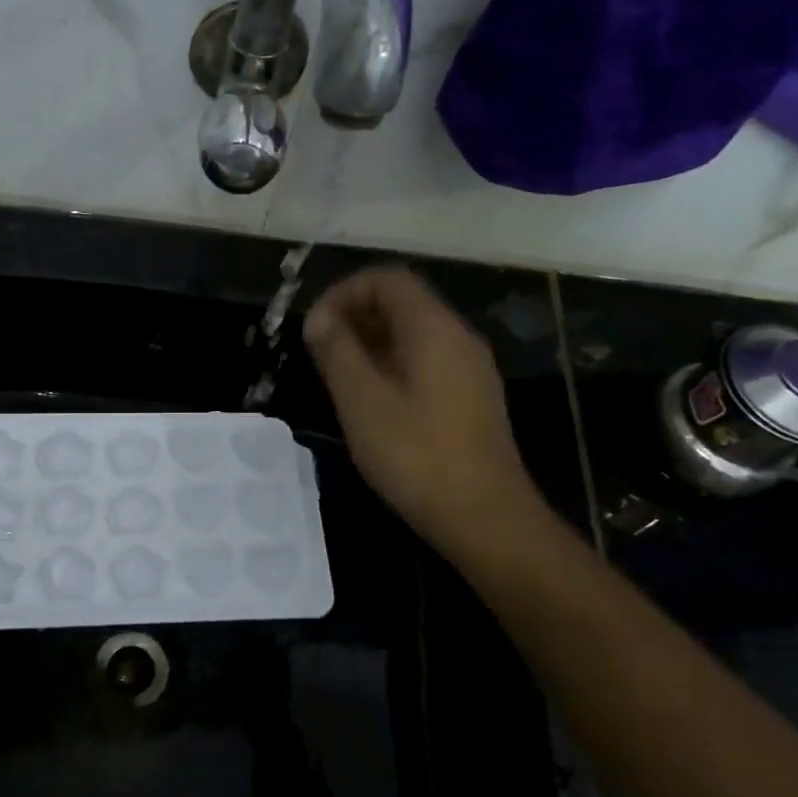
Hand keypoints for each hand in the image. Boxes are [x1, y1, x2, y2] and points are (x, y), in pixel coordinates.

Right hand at [303, 266, 548, 560]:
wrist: (484, 516)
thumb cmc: (416, 455)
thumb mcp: (362, 401)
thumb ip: (337, 352)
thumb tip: (319, 319)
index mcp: (434, 329)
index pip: (387, 280)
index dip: (343, 292)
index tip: (313, 327)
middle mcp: (458, 338)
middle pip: (402, 303)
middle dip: (354, 317)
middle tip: (318, 352)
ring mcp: (469, 369)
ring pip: (413, 335)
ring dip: (370, 344)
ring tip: (336, 377)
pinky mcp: (470, 398)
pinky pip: (425, 362)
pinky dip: (390, 366)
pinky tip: (370, 402)